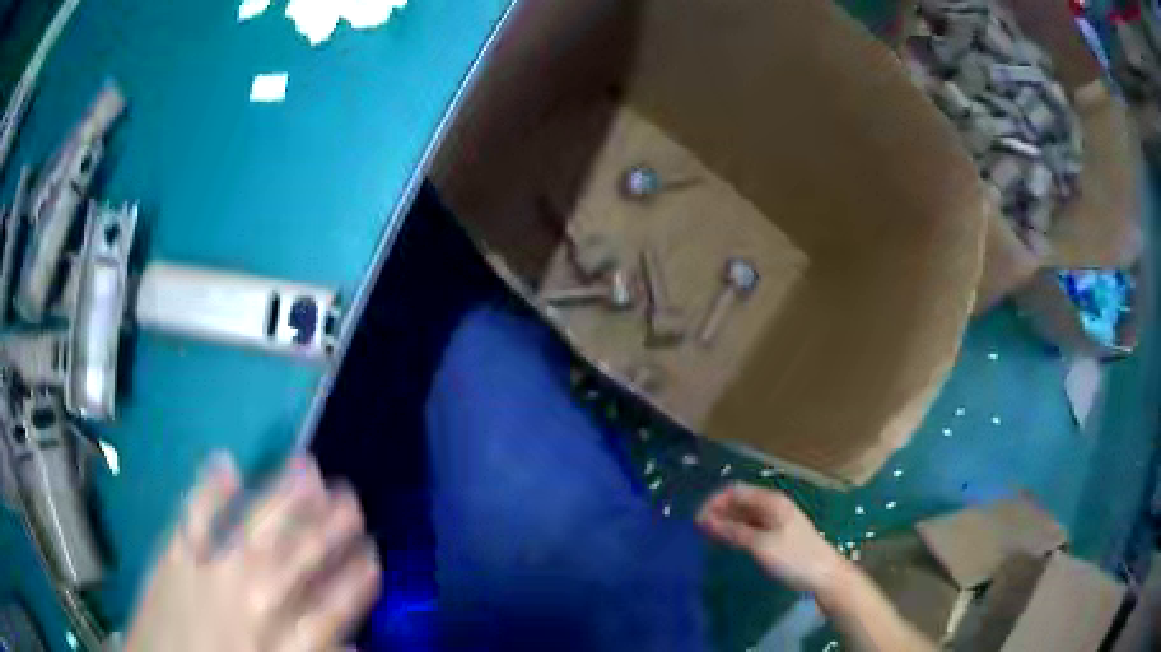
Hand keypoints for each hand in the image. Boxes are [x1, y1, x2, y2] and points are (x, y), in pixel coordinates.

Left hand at [126, 453, 380, 651]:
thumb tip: (352, 642)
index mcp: (278, 648)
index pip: (329, 611)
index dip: (354, 581)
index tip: (374, 554)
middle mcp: (247, 607)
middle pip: (294, 562)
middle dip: (326, 527)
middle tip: (350, 496)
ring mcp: (205, 577)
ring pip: (252, 531)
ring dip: (282, 498)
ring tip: (307, 467)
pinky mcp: (171, 558)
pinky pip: (191, 519)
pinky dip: (208, 489)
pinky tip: (225, 461)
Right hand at [697, 483, 846, 594]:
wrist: (823, 574)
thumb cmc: (794, 557)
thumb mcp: (761, 545)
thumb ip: (733, 531)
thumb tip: (705, 520)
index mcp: (771, 501)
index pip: (735, 491)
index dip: (713, 502)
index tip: (696, 521)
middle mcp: (772, 506)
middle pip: (739, 501)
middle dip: (717, 512)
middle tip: (697, 532)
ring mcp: (775, 520)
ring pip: (744, 515)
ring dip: (725, 522)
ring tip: (707, 538)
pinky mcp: (776, 534)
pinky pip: (750, 526)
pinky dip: (736, 531)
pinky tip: (727, 543)